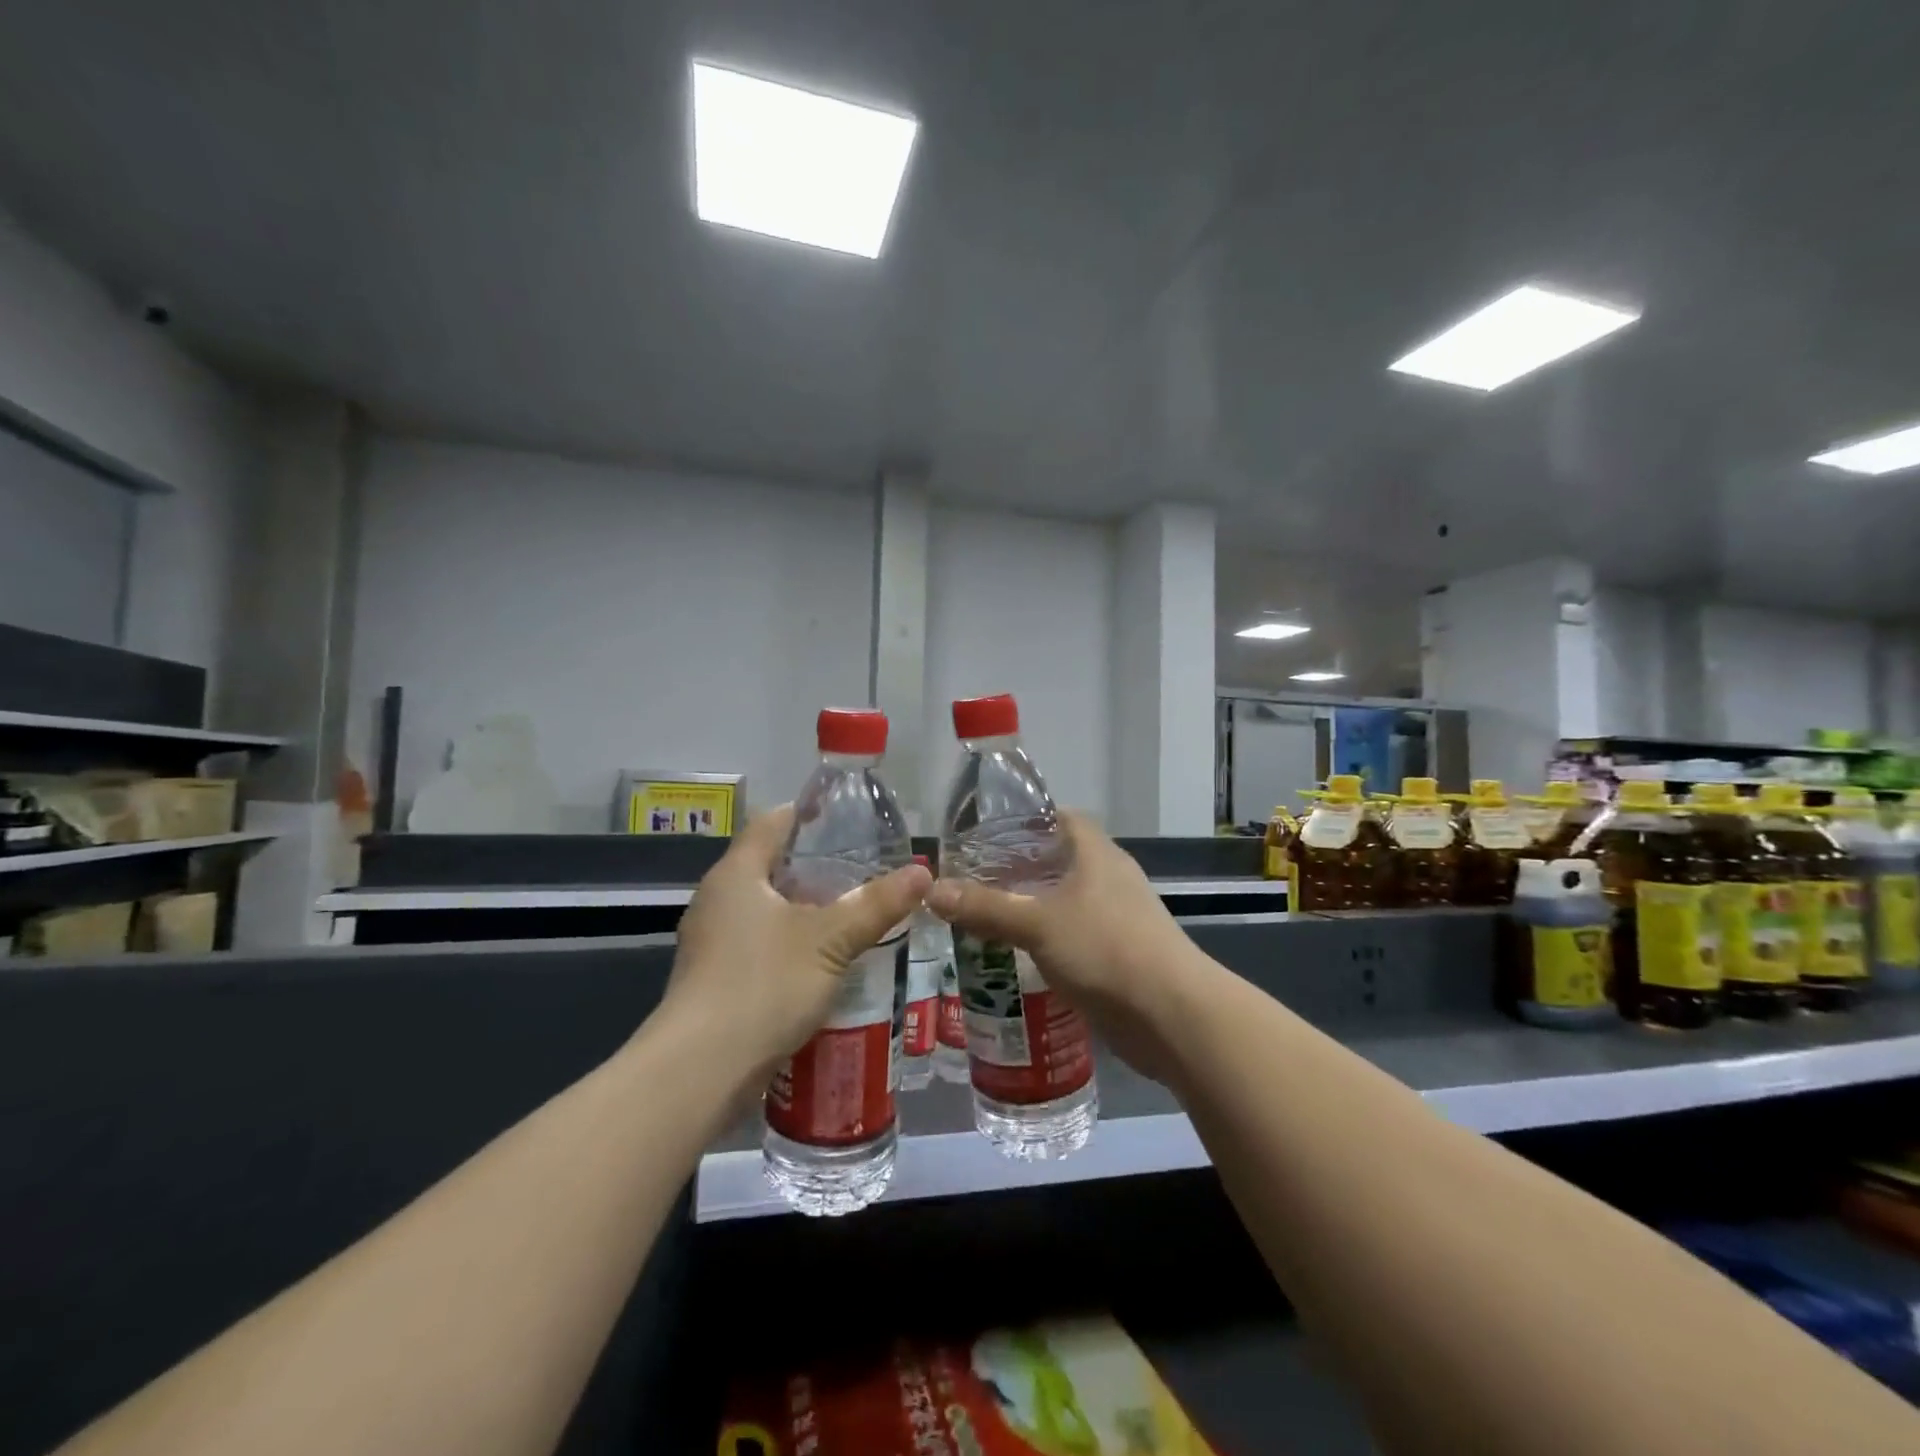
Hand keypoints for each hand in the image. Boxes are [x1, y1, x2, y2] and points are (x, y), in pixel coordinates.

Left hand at [659, 806, 930, 1094]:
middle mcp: (717, 900)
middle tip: (862, 866)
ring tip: (850, 910)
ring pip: (764, 908)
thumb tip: (922, 872)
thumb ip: (876, 904)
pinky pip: (758, 943)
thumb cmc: (763, 985)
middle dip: (814, 865)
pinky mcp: (714, 979)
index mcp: (736, 874)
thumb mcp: (830, 940)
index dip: (808, 813)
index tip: (847, 817)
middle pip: (768, 864)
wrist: (700, 1072)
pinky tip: (823, 959)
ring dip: (803, 907)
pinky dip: (790, 941)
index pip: (771, 822)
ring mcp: (711, 942)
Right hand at [924, 813, 1200, 1077]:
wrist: (1171, 1016)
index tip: (986, 834)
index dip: (1025, 821)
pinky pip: (1074, 938)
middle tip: (973, 880)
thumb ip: (986, 907)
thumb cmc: (1106, 949)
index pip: (1060, 818)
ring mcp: (1117, 918)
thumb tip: (932, 891)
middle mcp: (1109, 879)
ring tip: (984, 917)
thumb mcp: (1038, 923)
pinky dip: (1046, 942)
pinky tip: (1015, 956)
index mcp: (1097, 854)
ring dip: (1030, 909)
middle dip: (1018, 869)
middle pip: (1059, 861)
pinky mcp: (1118, 955)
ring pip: (1065, 903)